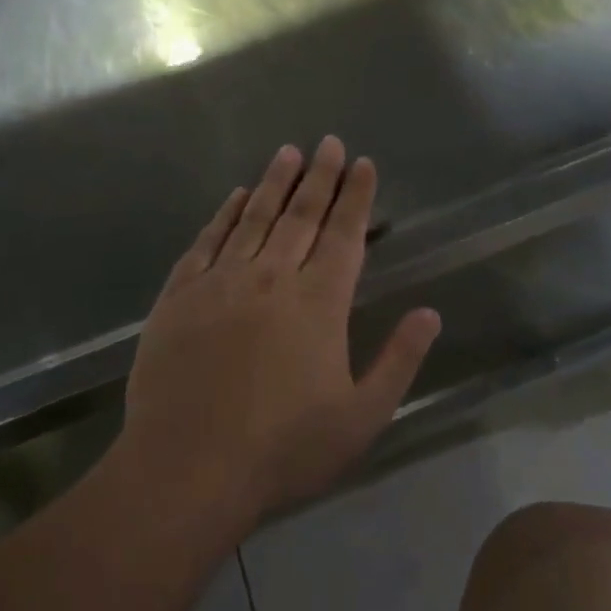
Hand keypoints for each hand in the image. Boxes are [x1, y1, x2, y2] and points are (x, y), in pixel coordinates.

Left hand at [121, 137, 441, 522]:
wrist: (187, 468)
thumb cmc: (283, 449)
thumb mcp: (361, 417)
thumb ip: (399, 361)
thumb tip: (430, 313)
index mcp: (318, 303)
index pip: (344, 235)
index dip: (357, 197)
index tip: (363, 163)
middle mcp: (272, 278)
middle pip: (301, 215)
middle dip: (320, 176)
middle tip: (329, 142)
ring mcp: (221, 282)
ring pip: (253, 218)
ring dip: (273, 183)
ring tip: (288, 152)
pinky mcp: (180, 296)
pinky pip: (207, 242)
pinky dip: (223, 215)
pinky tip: (234, 197)